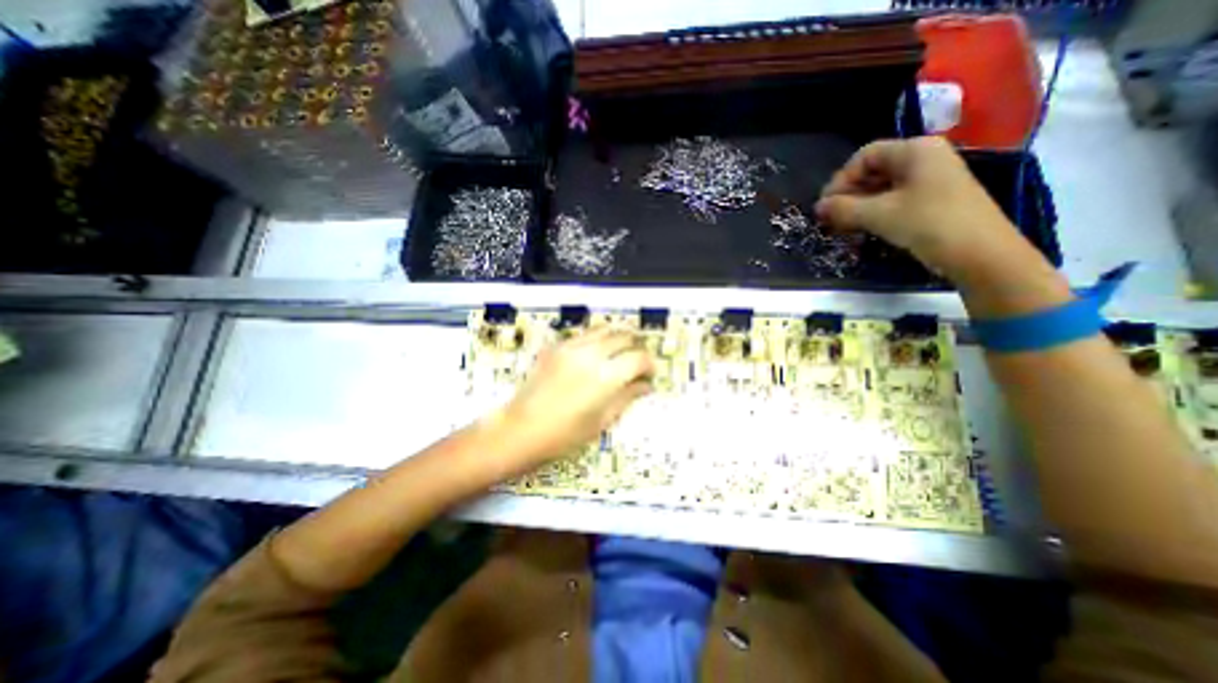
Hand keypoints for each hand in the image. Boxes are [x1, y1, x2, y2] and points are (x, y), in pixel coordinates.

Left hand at [494, 326, 652, 466]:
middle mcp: (591, 354)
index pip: (639, 358)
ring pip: (604, 329)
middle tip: (636, 362)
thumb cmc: (564, 435)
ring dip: (617, 337)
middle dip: (635, 347)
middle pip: (623, 336)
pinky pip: (584, 334)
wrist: (520, 430)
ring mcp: (571, 347)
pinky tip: (595, 354)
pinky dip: (597, 339)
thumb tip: (645, 385)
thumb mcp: (602, 420)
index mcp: (606, 377)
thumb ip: (627, 397)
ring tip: (619, 352)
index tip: (649, 374)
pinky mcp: (556, 346)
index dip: (649, 365)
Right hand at [817, 135, 1026, 286]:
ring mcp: (929, 180)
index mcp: (915, 151)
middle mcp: (923, 159)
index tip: (826, 206)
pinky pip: (893, 200)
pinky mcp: (931, 200)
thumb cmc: (928, 223)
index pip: (865, 156)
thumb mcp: (878, 214)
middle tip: (830, 220)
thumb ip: (843, 208)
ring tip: (842, 228)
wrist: (980, 253)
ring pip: (881, 188)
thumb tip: (817, 207)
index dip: (840, 179)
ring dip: (857, 207)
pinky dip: (873, 213)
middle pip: (873, 171)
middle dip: (847, 195)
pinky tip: (862, 230)